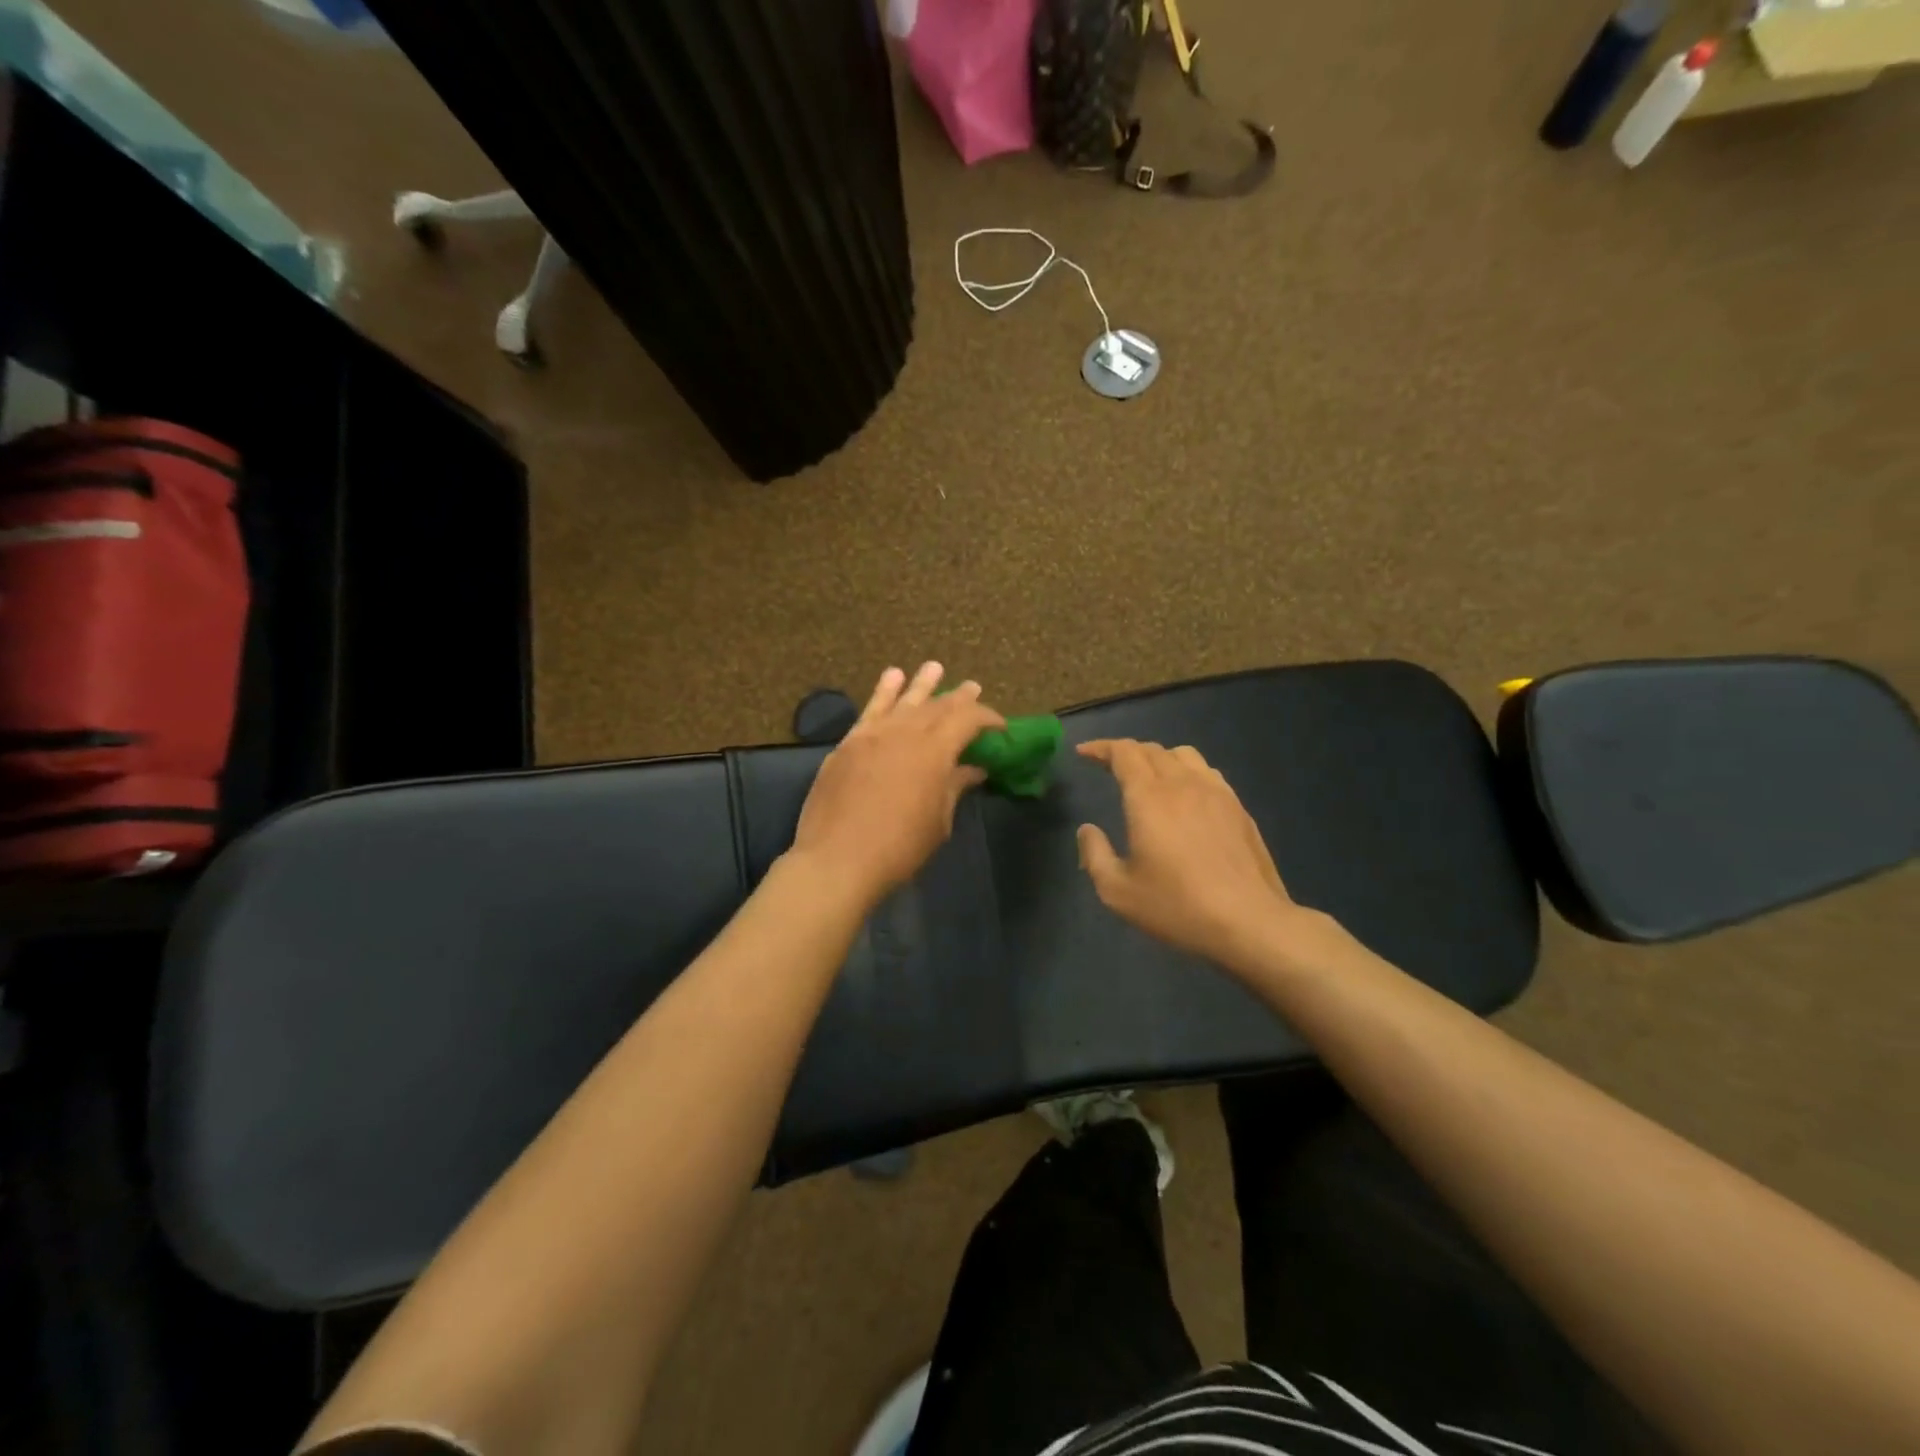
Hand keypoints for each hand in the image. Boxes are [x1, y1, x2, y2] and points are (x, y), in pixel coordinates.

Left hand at [789, 663, 1003, 906]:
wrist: (837, 860)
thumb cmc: (898, 848)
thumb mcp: (937, 822)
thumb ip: (954, 788)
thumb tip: (972, 769)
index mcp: (934, 751)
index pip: (967, 720)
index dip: (987, 718)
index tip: (1000, 726)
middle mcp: (904, 732)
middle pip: (937, 707)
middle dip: (958, 698)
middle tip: (973, 687)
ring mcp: (872, 735)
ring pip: (903, 700)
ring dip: (921, 684)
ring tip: (934, 667)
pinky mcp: (848, 744)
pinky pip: (870, 710)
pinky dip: (883, 692)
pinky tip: (892, 677)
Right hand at [1076, 739, 1326, 971]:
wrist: (1249, 922)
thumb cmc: (1177, 906)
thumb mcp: (1117, 891)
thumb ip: (1094, 854)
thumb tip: (1087, 830)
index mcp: (1149, 797)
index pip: (1123, 753)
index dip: (1101, 748)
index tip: (1084, 753)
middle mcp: (1183, 784)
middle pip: (1152, 750)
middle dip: (1126, 751)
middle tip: (1108, 765)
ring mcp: (1216, 793)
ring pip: (1184, 755)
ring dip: (1159, 757)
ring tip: (1148, 776)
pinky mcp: (1239, 808)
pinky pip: (1208, 773)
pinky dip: (1187, 772)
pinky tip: (1186, 796)